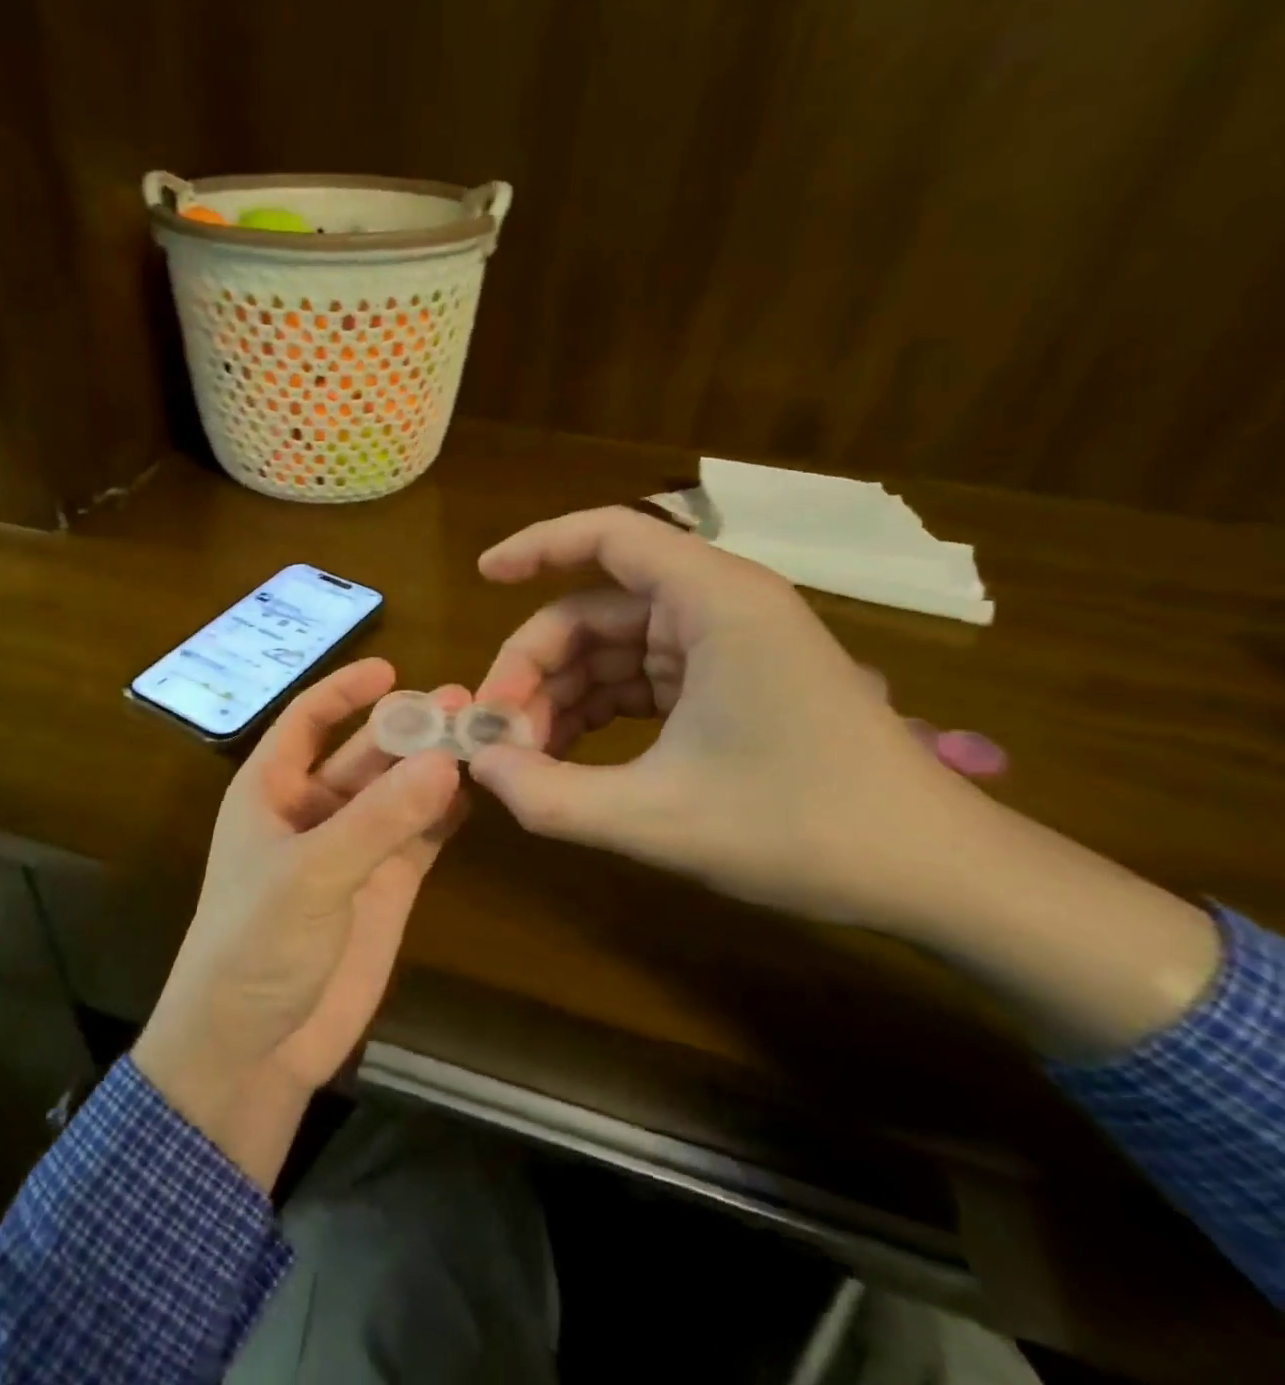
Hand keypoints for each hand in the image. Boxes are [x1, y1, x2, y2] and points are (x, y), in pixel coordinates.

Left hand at [134, 659, 466, 1185]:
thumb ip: (377, 820)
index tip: (391, 668)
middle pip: (365, 753)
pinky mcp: (385, 887)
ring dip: (436, 766)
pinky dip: (446, 813)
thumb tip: (445, 760)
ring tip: (486, 734)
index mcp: (270, 791)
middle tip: (467, 702)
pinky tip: (480, 790)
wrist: (251, 1048)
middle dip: (410, 728)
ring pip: (399, 792)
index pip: (306, 721)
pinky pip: (419, 835)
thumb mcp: (308, 875)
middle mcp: (312, 810)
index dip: (343, 692)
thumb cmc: (253, 946)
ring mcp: (352, 849)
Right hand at [467, 506, 961, 926]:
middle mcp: (719, 608)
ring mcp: (726, 647)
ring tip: (526, 761)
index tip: (481, 577)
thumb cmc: (805, 830)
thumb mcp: (658, 819)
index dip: (537, 547)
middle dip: (536, 668)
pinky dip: (596, 714)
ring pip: (611, 651)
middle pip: (593, 609)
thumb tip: (478, 767)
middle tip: (496, 735)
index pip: (609, 536)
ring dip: (560, 699)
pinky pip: (639, 682)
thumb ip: (551, 795)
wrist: (936, 876)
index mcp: (715, 603)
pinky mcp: (729, 684)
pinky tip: (568, 761)